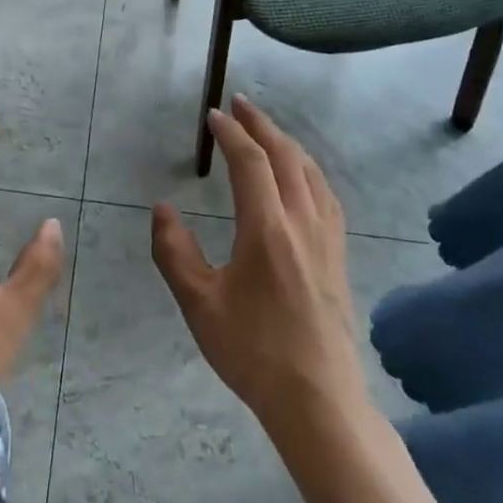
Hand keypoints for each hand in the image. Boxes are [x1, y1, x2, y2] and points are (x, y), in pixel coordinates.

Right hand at [151, 95, 367, 438]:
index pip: (250, 162)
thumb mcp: (199, 304)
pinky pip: (326, 194)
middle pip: (285, 156)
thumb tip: (162, 209)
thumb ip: (174, 251)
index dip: (230, 133)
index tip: (212, 115)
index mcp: (267, 228)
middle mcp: (302, 222)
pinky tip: (302, 176)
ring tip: (267, 130)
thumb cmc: (252, 351)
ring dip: (287, 142)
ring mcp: (327, 237)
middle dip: (261, 125)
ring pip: (310, 171)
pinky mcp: (339, 255)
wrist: (318, 399)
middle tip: (240, 104)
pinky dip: (308, 169)